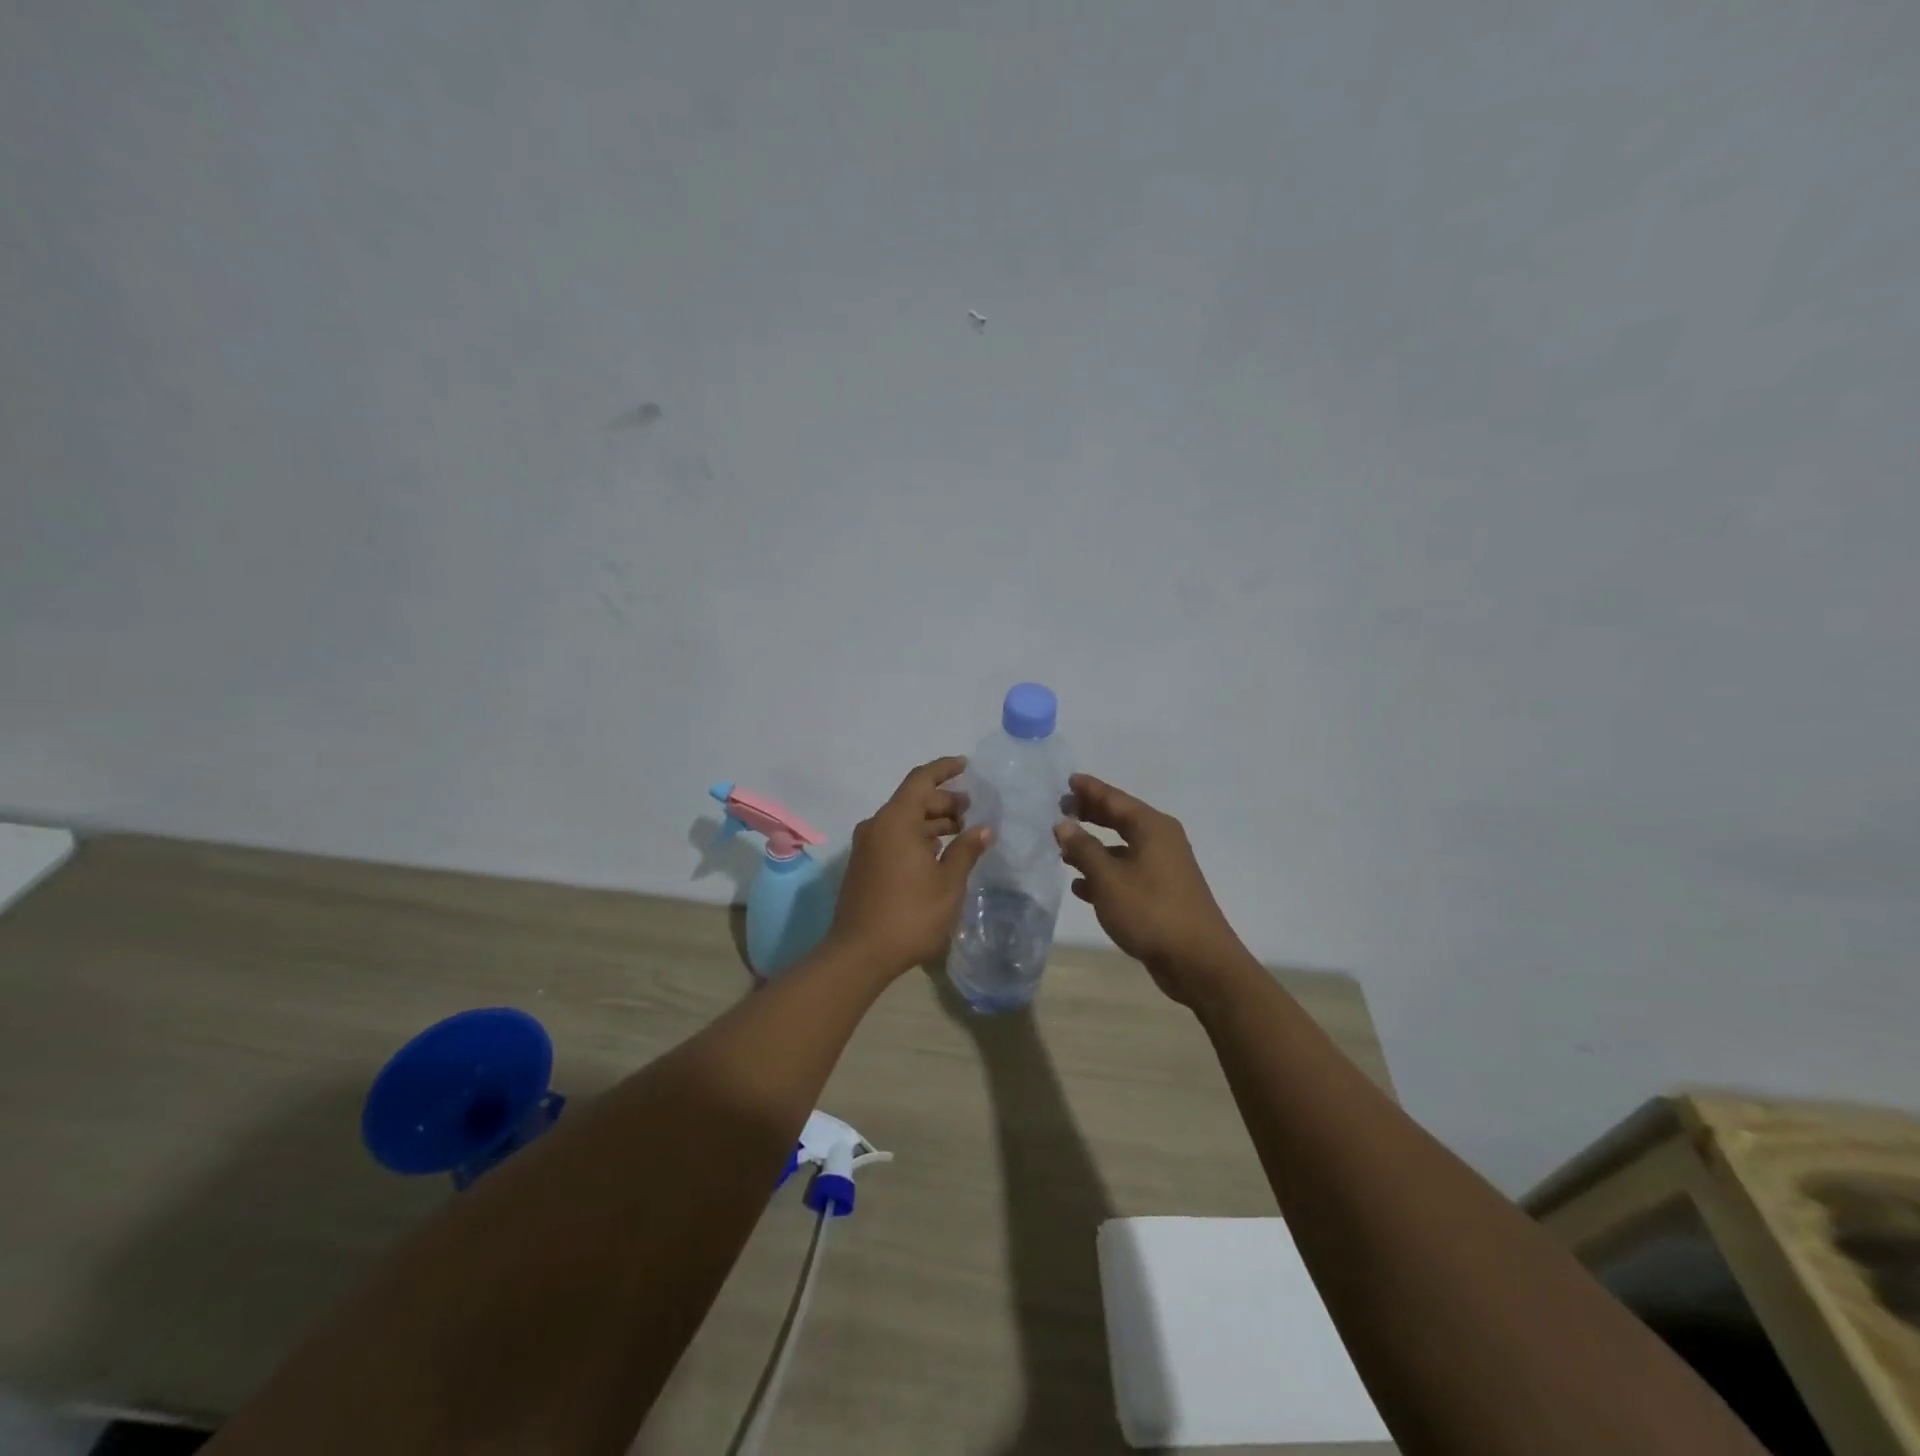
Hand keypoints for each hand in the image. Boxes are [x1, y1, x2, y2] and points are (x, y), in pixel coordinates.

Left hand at [827, 757, 993, 977]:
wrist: (859, 954)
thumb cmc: (910, 915)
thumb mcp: (948, 883)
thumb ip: (966, 850)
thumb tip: (984, 828)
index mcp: (896, 821)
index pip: (921, 780)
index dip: (944, 769)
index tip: (966, 766)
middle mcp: (877, 826)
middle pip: (912, 800)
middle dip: (943, 801)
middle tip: (972, 811)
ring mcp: (867, 846)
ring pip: (903, 821)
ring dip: (931, 822)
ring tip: (961, 832)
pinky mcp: (863, 865)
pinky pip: (893, 838)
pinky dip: (916, 837)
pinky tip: (937, 853)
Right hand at [1054, 774, 1248, 1003]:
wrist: (1198, 961)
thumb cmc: (1151, 911)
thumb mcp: (1108, 878)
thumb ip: (1083, 848)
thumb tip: (1064, 823)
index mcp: (1152, 828)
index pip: (1115, 799)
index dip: (1090, 790)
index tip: (1067, 780)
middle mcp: (1161, 841)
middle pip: (1120, 819)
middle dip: (1091, 815)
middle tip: (1061, 808)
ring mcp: (1164, 868)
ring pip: (1122, 848)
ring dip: (1094, 848)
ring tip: (1064, 850)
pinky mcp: (1162, 894)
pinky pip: (1127, 873)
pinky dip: (1105, 874)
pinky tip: (1081, 887)